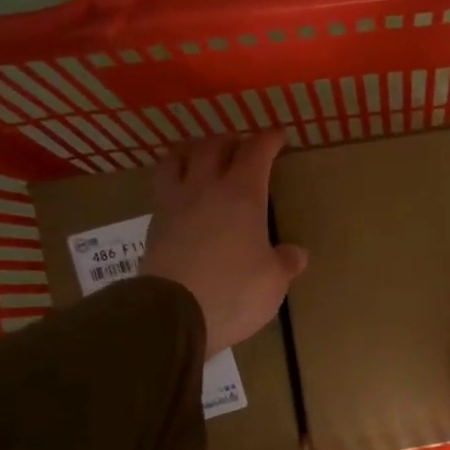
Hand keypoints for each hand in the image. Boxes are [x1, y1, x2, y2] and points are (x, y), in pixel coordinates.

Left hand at [142, 133, 307, 354]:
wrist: (173, 314)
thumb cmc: (234, 292)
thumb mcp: (273, 282)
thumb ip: (284, 263)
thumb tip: (295, 254)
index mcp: (242, 195)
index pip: (256, 153)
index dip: (268, 140)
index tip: (278, 136)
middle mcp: (205, 189)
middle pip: (213, 147)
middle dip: (230, 140)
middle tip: (240, 144)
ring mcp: (174, 205)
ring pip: (176, 159)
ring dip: (191, 151)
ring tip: (199, 156)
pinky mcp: (153, 226)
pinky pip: (163, 189)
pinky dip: (174, 181)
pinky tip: (182, 195)